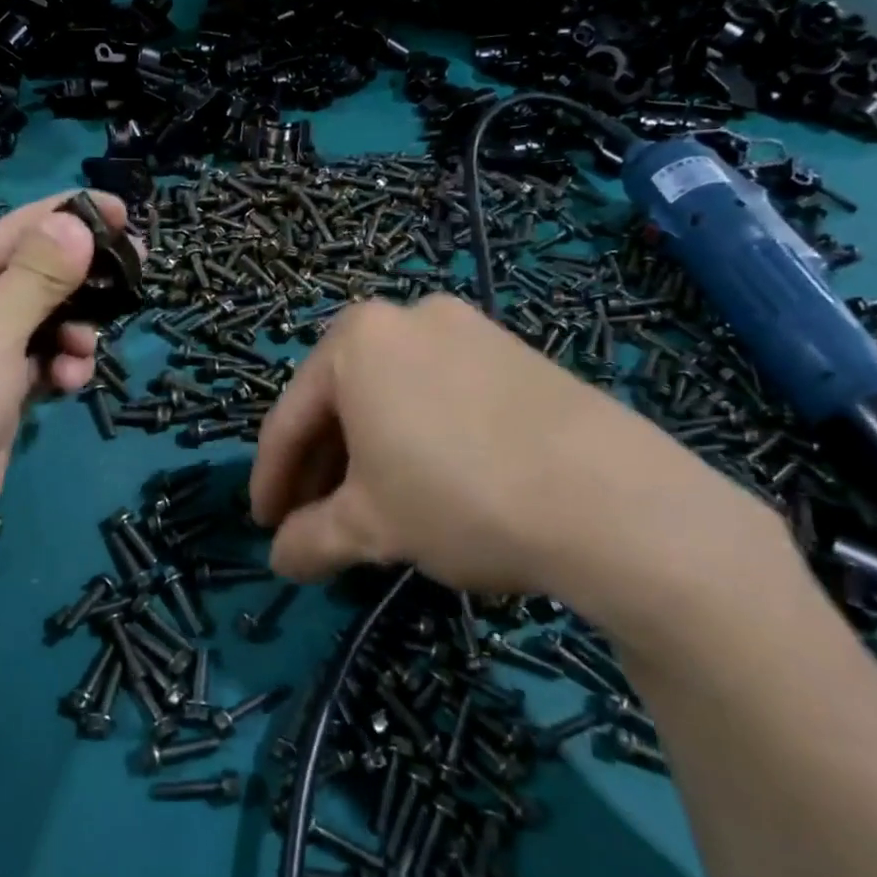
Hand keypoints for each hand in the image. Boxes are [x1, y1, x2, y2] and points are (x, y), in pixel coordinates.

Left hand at [0, 191, 127, 592]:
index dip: (73, 216)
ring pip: (42, 324)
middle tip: (134, 281)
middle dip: (81, 280)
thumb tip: (75, 221)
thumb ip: (38, 274)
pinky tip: (70, 388)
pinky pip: (37, 366)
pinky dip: (58, 370)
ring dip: (73, 333)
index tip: (129, 217)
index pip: (18, 227)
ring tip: (83, 356)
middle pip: (34, 274)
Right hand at [248, 295, 797, 653]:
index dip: (272, 479)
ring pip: (392, 398)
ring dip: (368, 455)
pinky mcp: (514, 354)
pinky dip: (417, 438)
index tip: (265, 526)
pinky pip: (439, 396)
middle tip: (313, 523)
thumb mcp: (371, 527)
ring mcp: (468, 330)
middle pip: (341, 401)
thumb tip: (280, 559)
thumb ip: (311, 538)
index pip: (290, 418)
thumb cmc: (459, 498)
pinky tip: (426, 483)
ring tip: (369, 510)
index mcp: (356, 340)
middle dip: (322, 467)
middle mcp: (407, 318)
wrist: (612, 500)